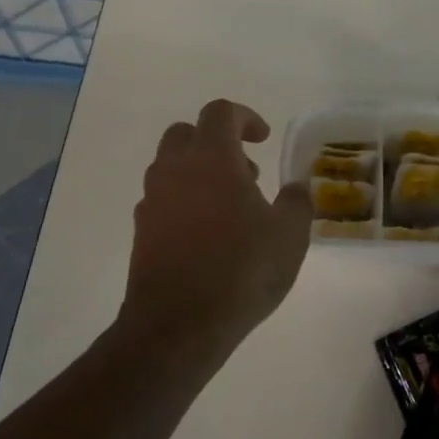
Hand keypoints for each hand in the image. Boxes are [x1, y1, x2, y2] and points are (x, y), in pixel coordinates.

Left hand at [121, 99, 313, 358]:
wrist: (176, 326)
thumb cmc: (240, 271)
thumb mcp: (290, 236)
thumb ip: (297, 202)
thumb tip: (295, 188)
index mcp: (211, 159)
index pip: (220, 112)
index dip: (245, 117)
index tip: (264, 139)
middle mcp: (175, 170)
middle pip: (187, 132)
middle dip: (216, 141)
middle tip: (245, 171)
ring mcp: (153, 200)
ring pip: (170, 166)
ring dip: (199, 172)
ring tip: (231, 207)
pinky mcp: (141, 231)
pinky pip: (162, 199)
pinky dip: (183, 201)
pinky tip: (206, 234)